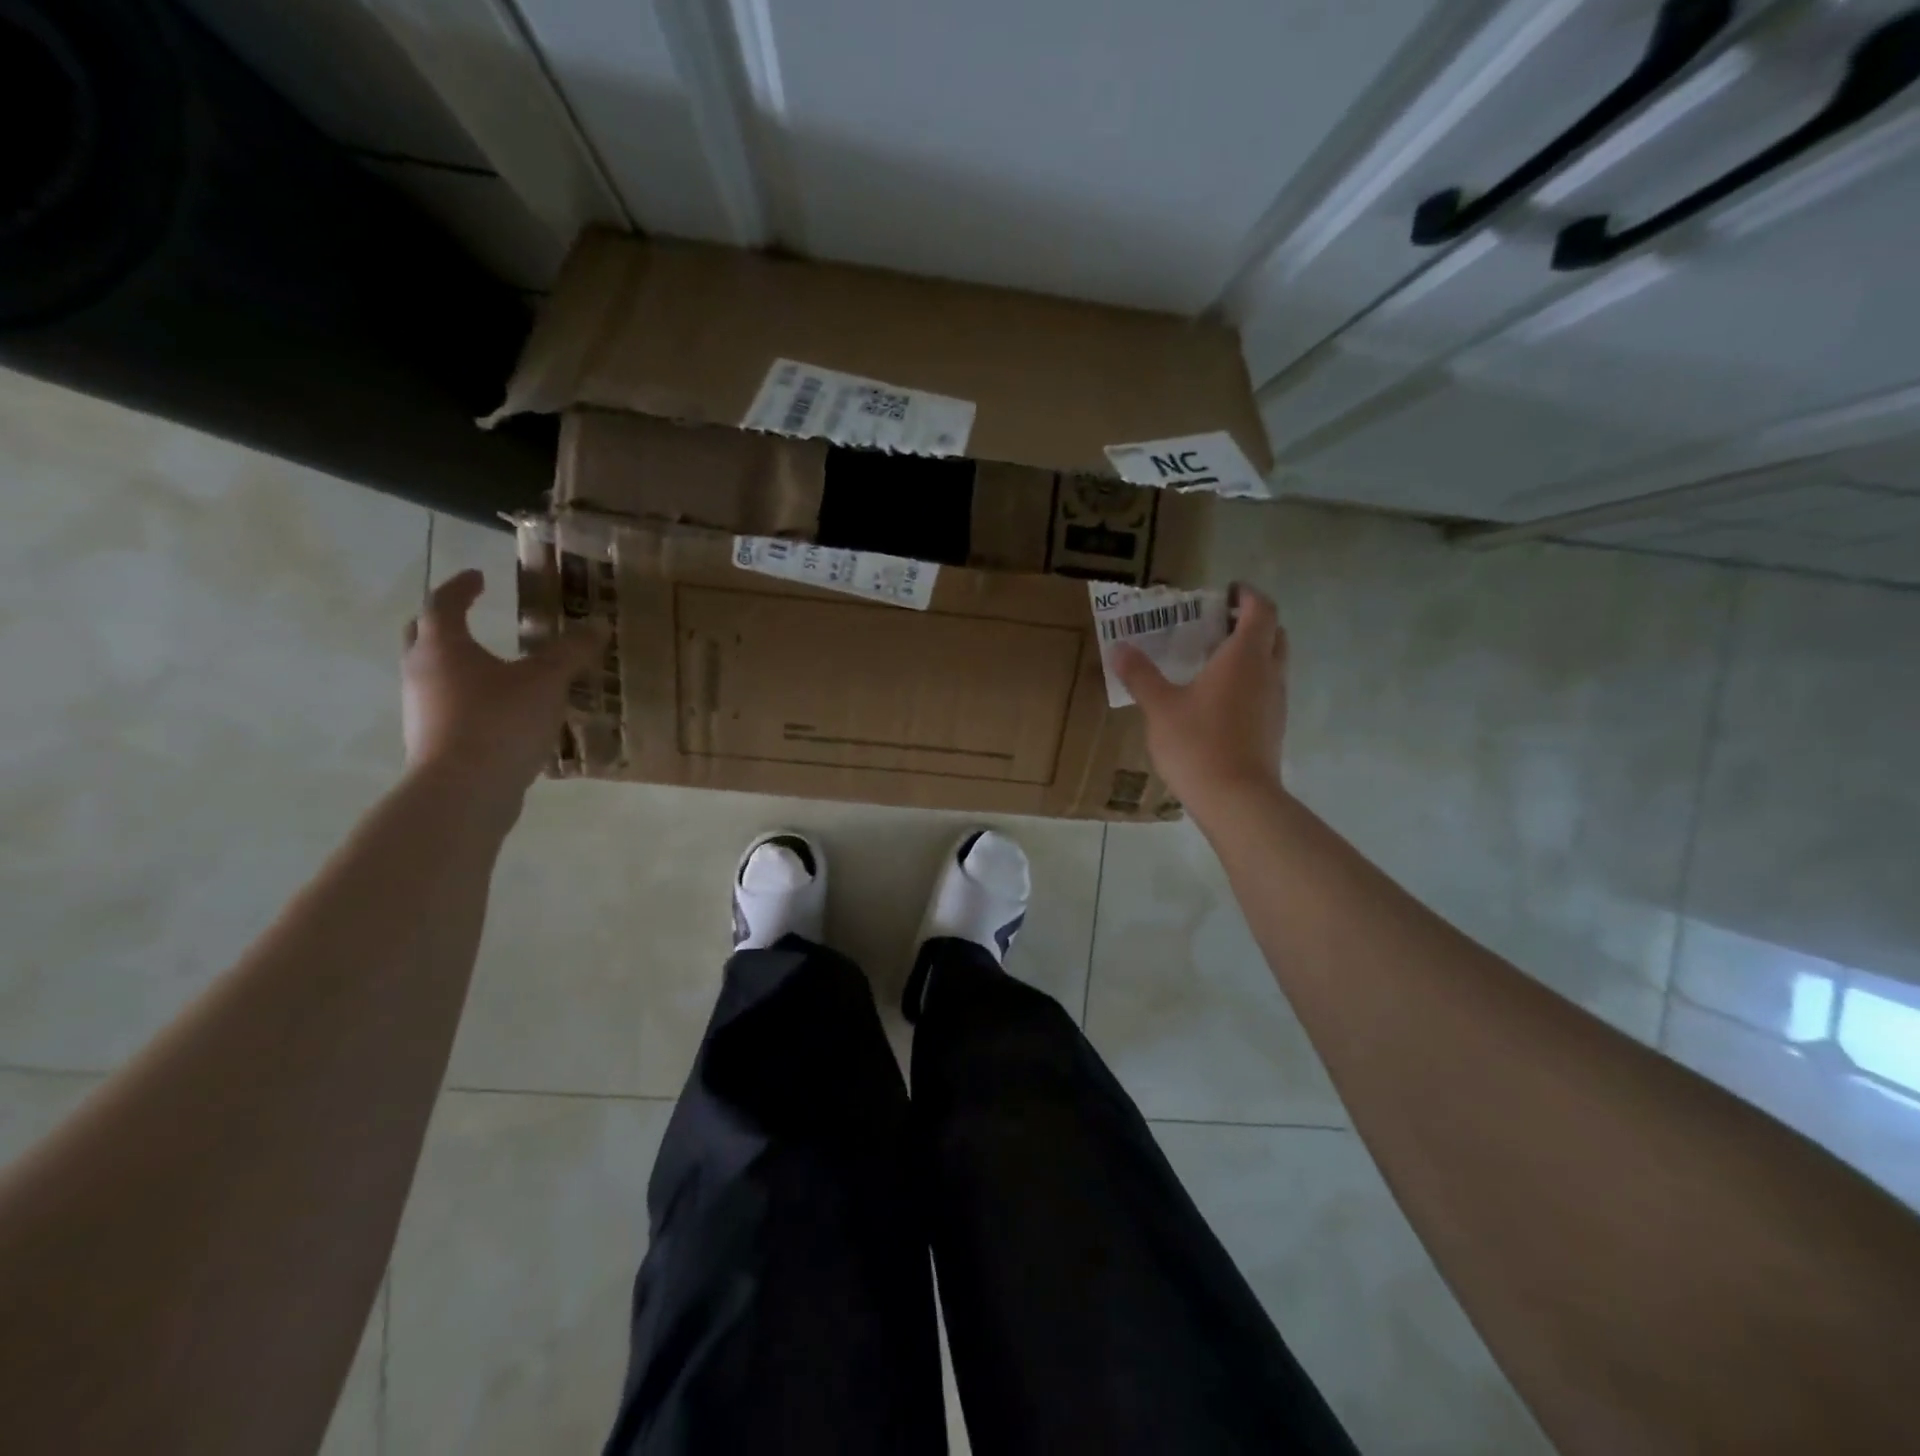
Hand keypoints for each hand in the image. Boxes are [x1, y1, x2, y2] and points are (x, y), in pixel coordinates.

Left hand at [401, 570, 602, 804]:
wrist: (464, 791)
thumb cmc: (500, 721)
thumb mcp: (547, 681)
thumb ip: (571, 652)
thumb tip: (598, 624)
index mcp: (443, 647)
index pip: (443, 603)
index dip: (461, 587)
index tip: (478, 576)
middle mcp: (422, 673)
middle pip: (423, 636)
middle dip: (445, 623)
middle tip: (470, 616)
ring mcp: (422, 710)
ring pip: (435, 675)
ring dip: (459, 665)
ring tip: (496, 668)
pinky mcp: (433, 742)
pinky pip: (449, 708)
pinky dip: (470, 699)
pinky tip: (502, 712)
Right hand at [1112, 584, 1288, 822]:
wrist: (1236, 800)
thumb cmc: (1198, 743)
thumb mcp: (1160, 707)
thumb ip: (1141, 675)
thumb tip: (1118, 648)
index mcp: (1244, 657)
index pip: (1261, 609)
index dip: (1248, 594)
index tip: (1228, 591)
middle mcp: (1268, 673)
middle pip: (1273, 634)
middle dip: (1251, 622)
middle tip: (1218, 624)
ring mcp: (1275, 702)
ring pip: (1272, 663)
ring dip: (1251, 653)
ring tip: (1213, 660)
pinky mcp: (1273, 728)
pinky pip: (1266, 690)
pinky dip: (1249, 681)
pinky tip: (1218, 699)